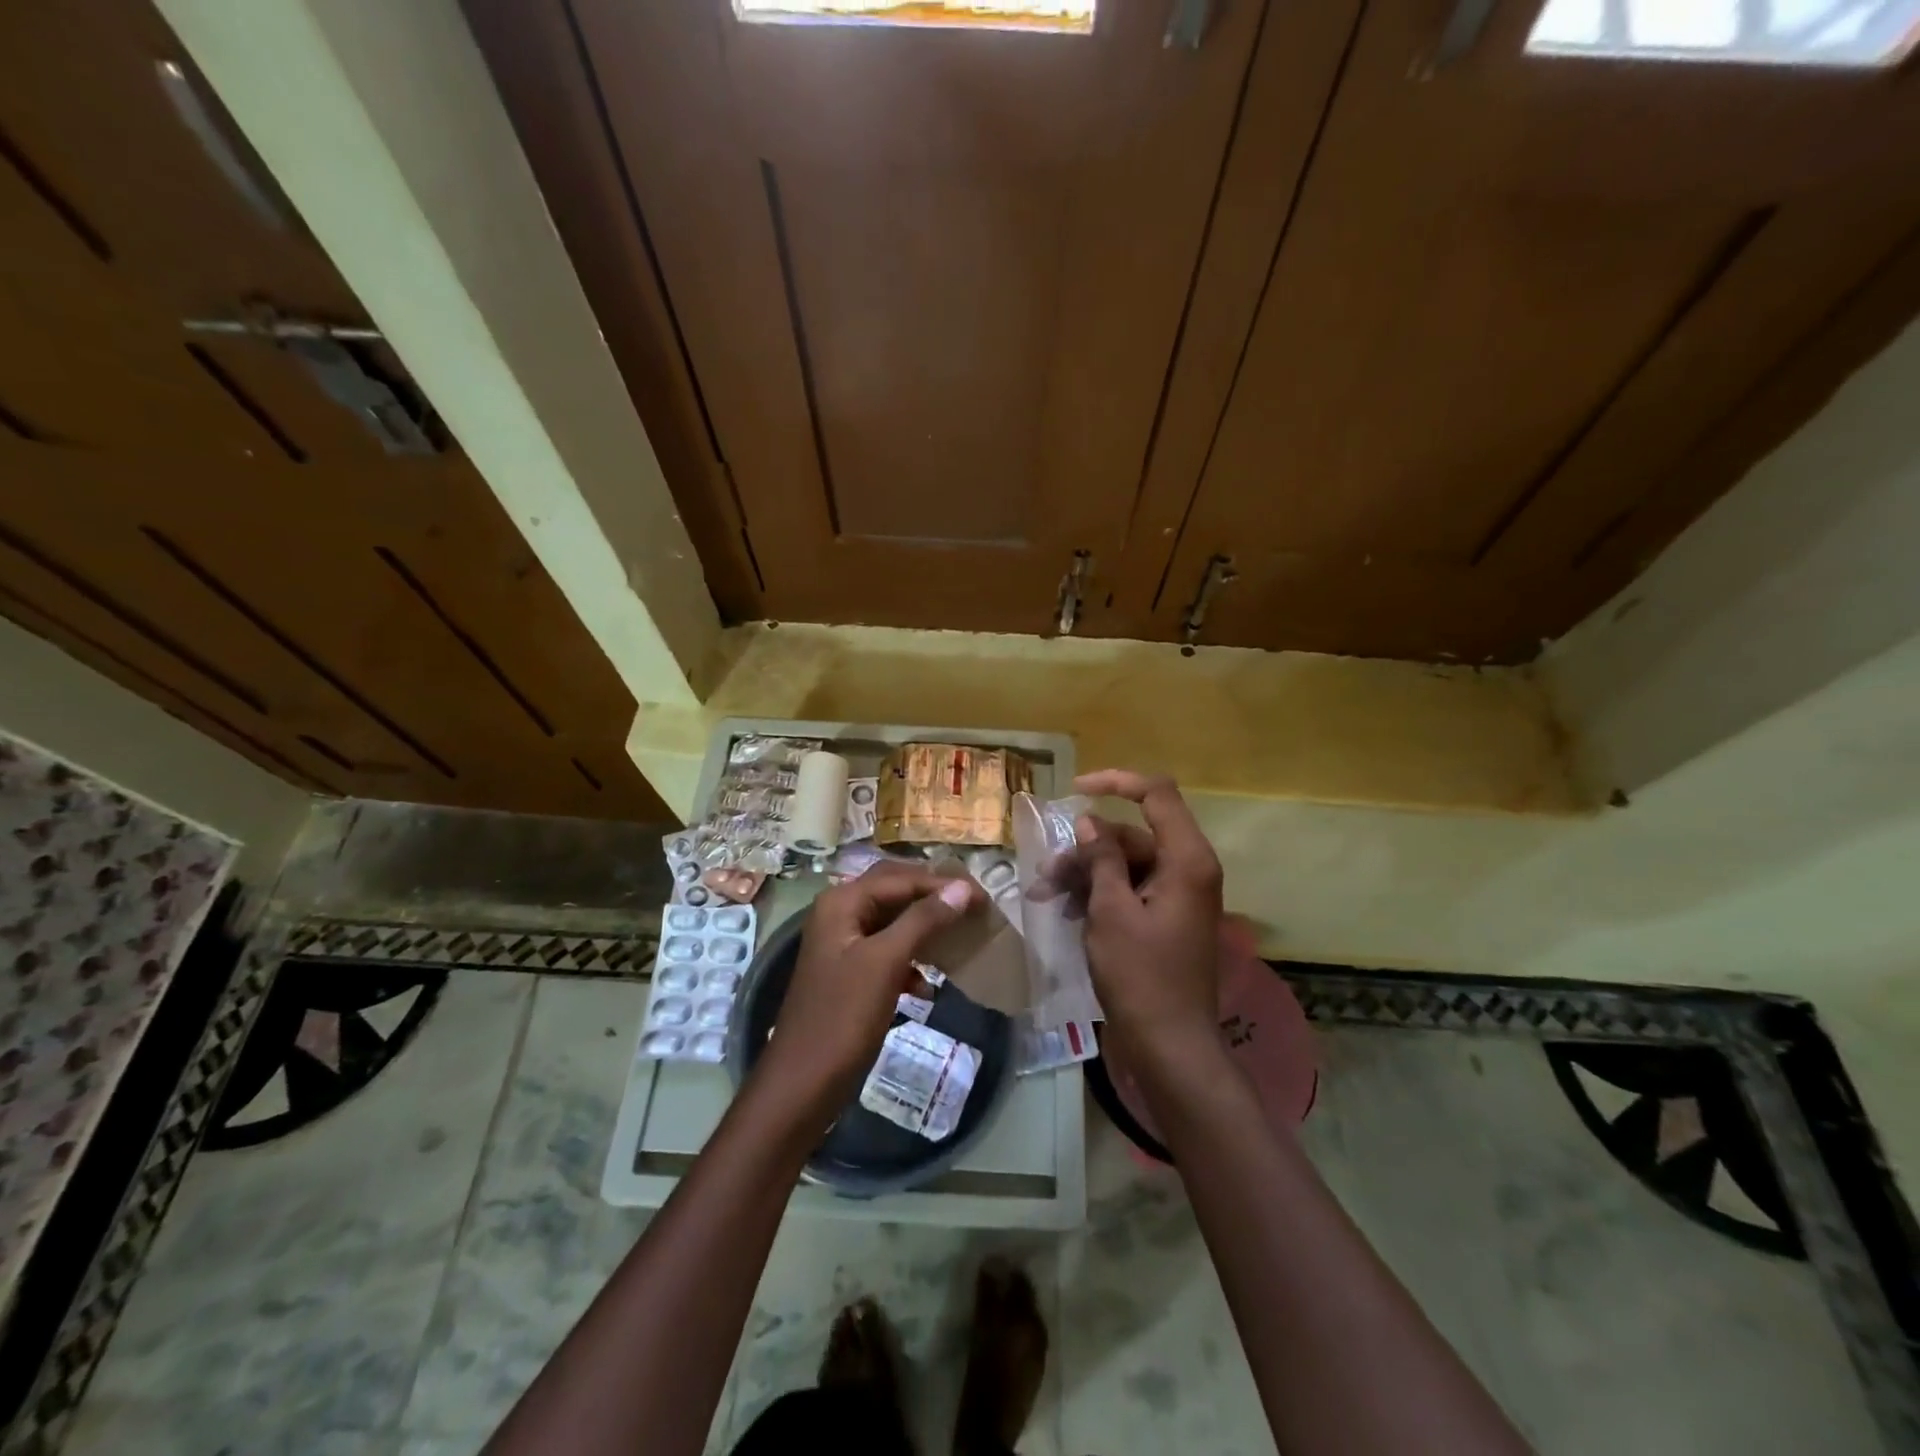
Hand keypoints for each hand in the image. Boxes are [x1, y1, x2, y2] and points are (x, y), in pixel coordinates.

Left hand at [758, 865, 979, 1117]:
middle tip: (975, 908)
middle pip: (896, 892)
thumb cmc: (843, 1017)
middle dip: (934, 899)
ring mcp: (844, 945)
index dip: (943, 884)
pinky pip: (888, 953)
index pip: (902, 878)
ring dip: (925, 929)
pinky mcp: (851, 974)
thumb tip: (962, 888)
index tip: (985, 898)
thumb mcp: (886, 962)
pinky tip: (927, 985)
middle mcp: (840, 914)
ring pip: (894, 922)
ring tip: (960, 938)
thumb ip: (923, 920)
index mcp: (842, 902)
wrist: (802, 1084)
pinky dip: (911, 961)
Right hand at [1069, 771, 1223, 1074]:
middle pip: (1133, 834)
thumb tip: (1089, 821)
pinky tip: (1067, 911)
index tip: (1075, 790)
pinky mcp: (1167, 916)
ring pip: (1126, 862)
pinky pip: (1131, 888)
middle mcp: (1189, 868)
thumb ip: (1101, 858)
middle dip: (1086, 848)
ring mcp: (1179, 894)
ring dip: (1086, 873)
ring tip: (1046, 895)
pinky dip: (1100, 893)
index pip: (1157, 794)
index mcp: (1186, 859)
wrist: (1170, 1044)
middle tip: (1046, 874)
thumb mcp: (1111, 911)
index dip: (1116, 782)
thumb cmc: (1140, 975)